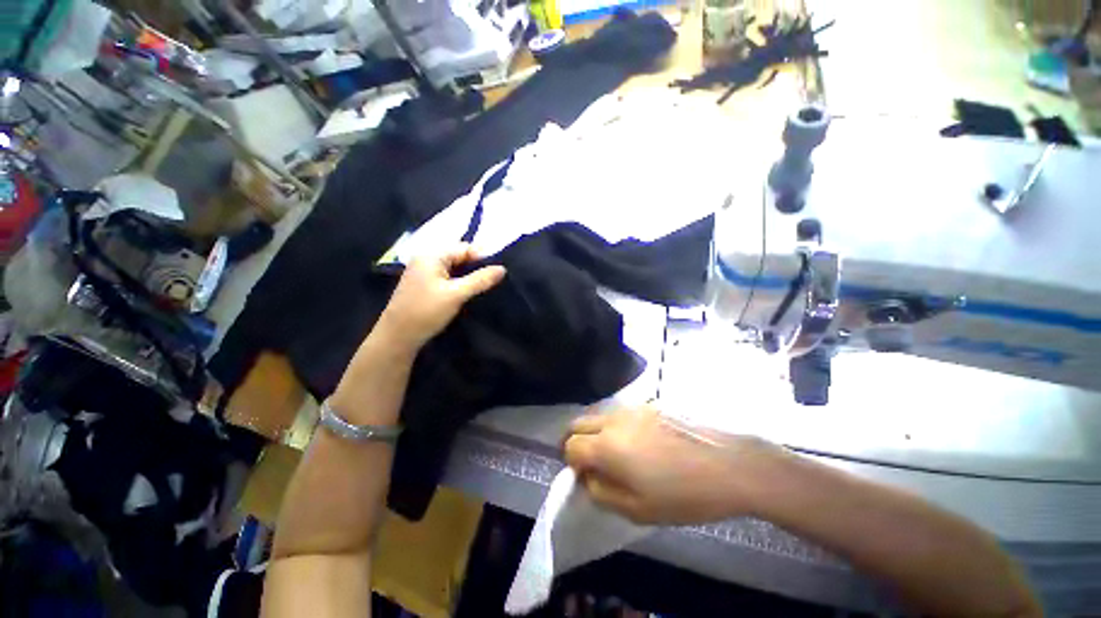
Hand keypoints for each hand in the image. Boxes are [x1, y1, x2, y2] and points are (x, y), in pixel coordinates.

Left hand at [378, 244, 505, 350]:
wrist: (398, 336)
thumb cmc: (426, 311)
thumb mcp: (456, 294)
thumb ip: (480, 280)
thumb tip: (502, 269)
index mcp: (432, 255)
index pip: (465, 248)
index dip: (483, 257)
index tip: (500, 271)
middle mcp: (426, 258)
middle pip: (459, 256)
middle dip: (476, 266)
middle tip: (495, 279)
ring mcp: (424, 271)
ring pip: (454, 268)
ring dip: (469, 275)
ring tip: (485, 285)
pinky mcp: (424, 284)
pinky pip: (447, 276)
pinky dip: (459, 281)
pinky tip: (469, 291)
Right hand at [563, 405, 783, 524]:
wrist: (729, 464)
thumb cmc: (684, 494)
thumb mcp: (638, 510)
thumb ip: (602, 493)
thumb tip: (587, 478)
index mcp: (607, 445)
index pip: (571, 446)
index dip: (570, 462)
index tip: (583, 476)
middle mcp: (614, 419)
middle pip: (578, 423)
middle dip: (575, 441)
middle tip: (588, 462)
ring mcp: (631, 408)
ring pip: (598, 415)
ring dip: (595, 432)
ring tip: (614, 454)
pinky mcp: (649, 404)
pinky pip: (619, 413)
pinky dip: (614, 426)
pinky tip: (637, 443)